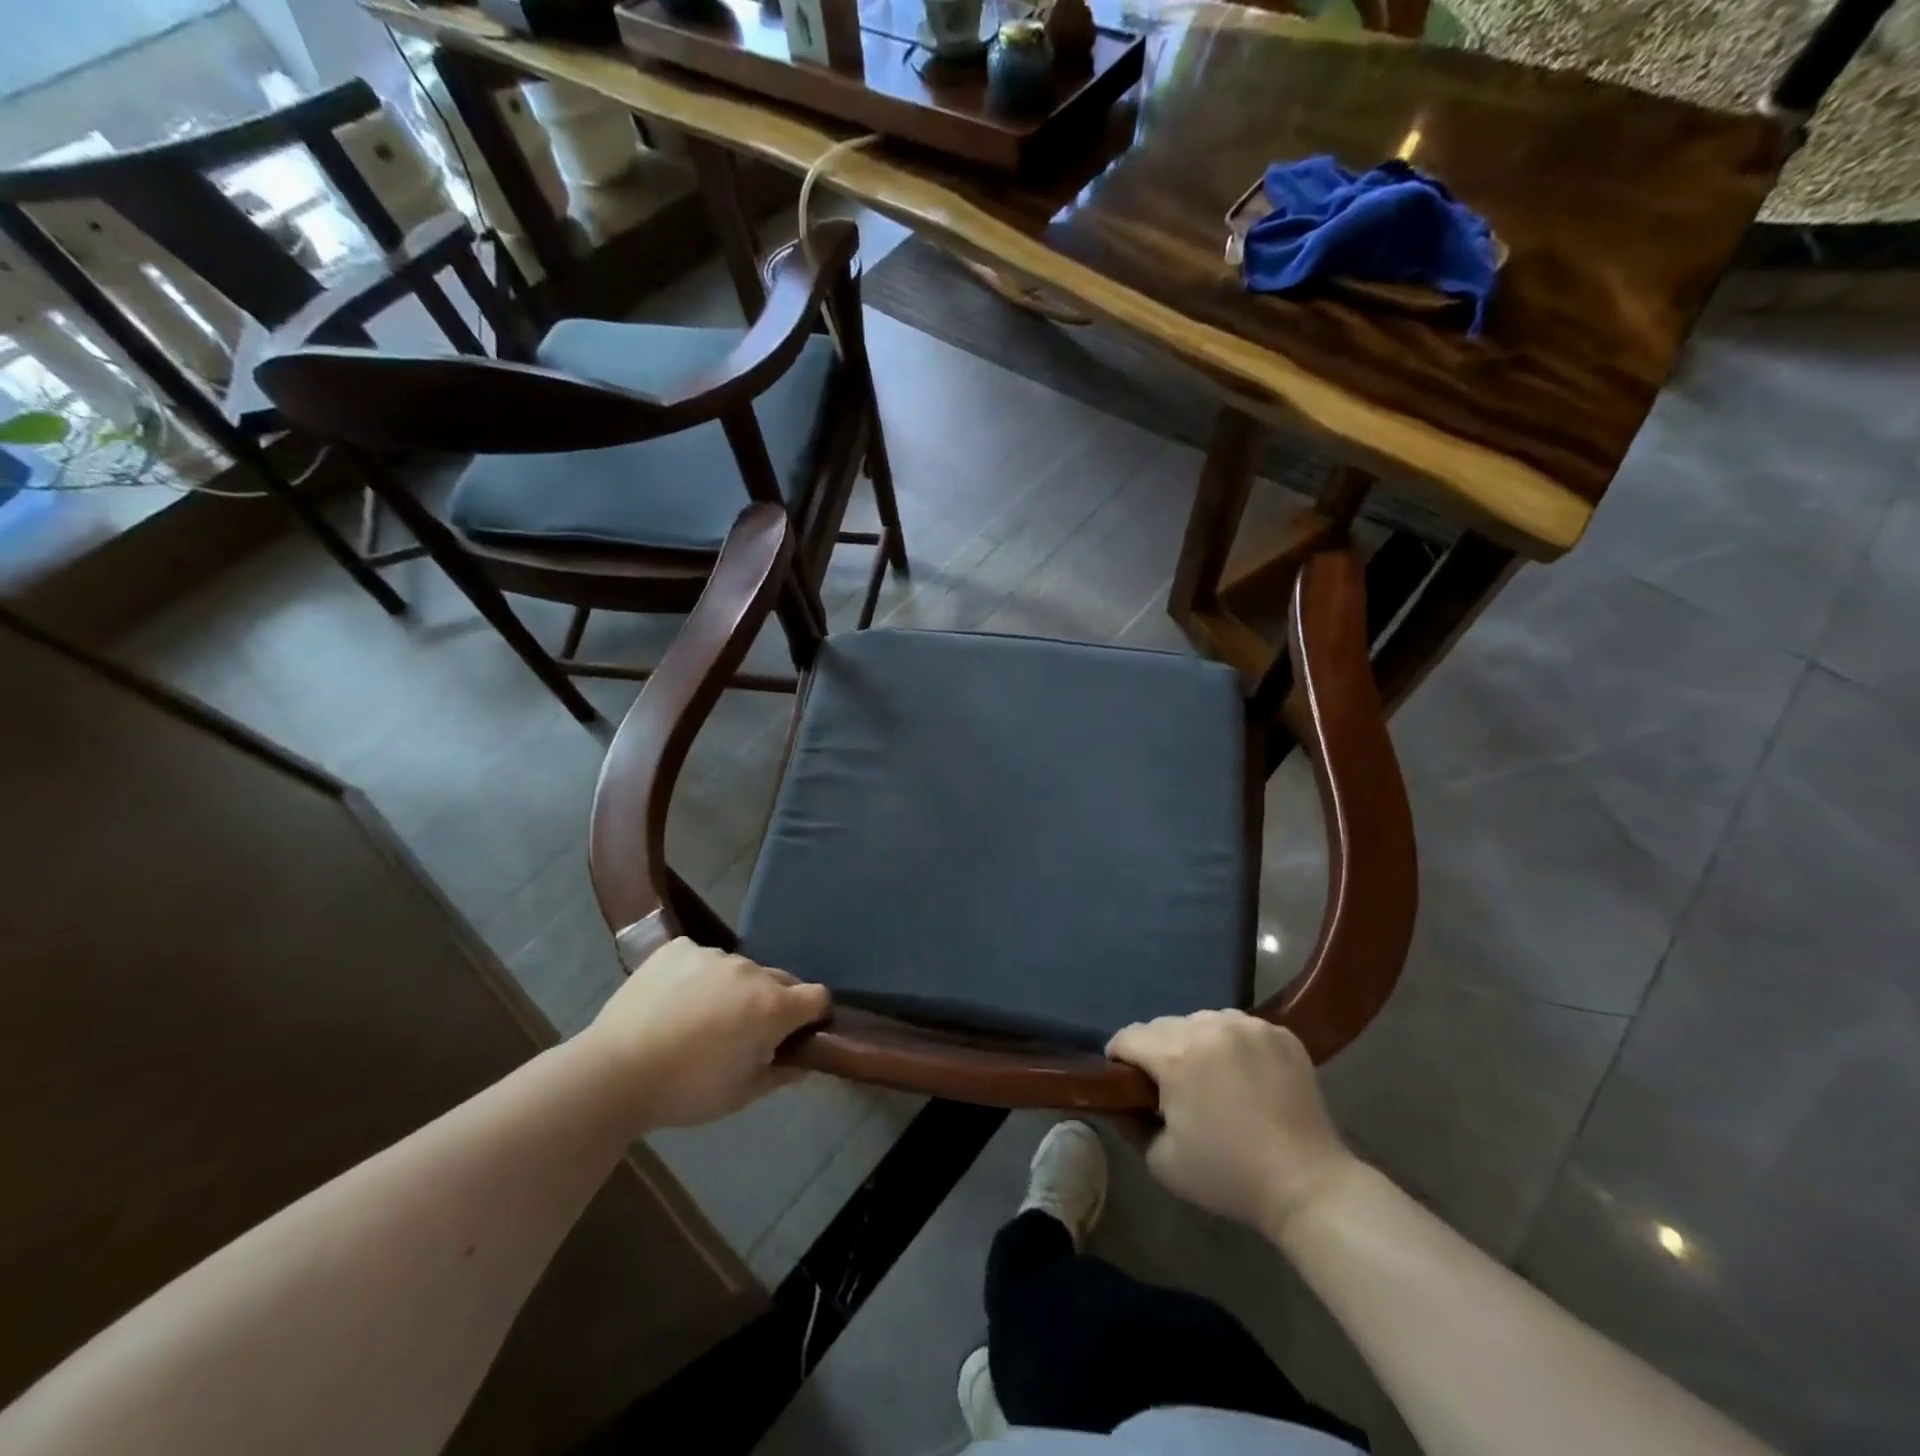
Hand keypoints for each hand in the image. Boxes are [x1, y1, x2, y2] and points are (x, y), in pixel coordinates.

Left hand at [581, 938, 828, 1131]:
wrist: (614, 1073)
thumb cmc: (686, 1090)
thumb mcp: (741, 1095)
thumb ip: (780, 1074)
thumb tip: (802, 1063)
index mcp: (773, 1006)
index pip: (817, 997)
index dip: (814, 1016)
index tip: (798, 1034)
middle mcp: (751, 971)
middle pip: (780, 980)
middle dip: (773, 1003)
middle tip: (745, 1032)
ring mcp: (713, 955)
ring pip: (739, 970)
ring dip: (734, 989)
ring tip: (700, 1018)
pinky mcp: (678, 948)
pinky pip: (701, 958)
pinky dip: (697, 976)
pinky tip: (674, 1001)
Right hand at [1107, 1011, 1356, 1237]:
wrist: (1308, 1185)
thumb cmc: (1229, 1176)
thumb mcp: (1163, 1162)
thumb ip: (1130, 1124)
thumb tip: (1116, 1104)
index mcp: (1176, 1055)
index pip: (1129, 1036)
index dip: (1119, 1058)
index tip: (1125, 1081)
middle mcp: (1209, 1027)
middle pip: (1164, 1025)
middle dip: (1158, 1051)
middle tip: (1169, 1086)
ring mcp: (1248, 1026)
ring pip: (1202, 1021)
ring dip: (1196, 1042)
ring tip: (1210, 1078)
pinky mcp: (1279, 1033)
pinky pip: (1239, 1027)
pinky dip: (1233, 1045)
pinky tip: (1244, 1075)